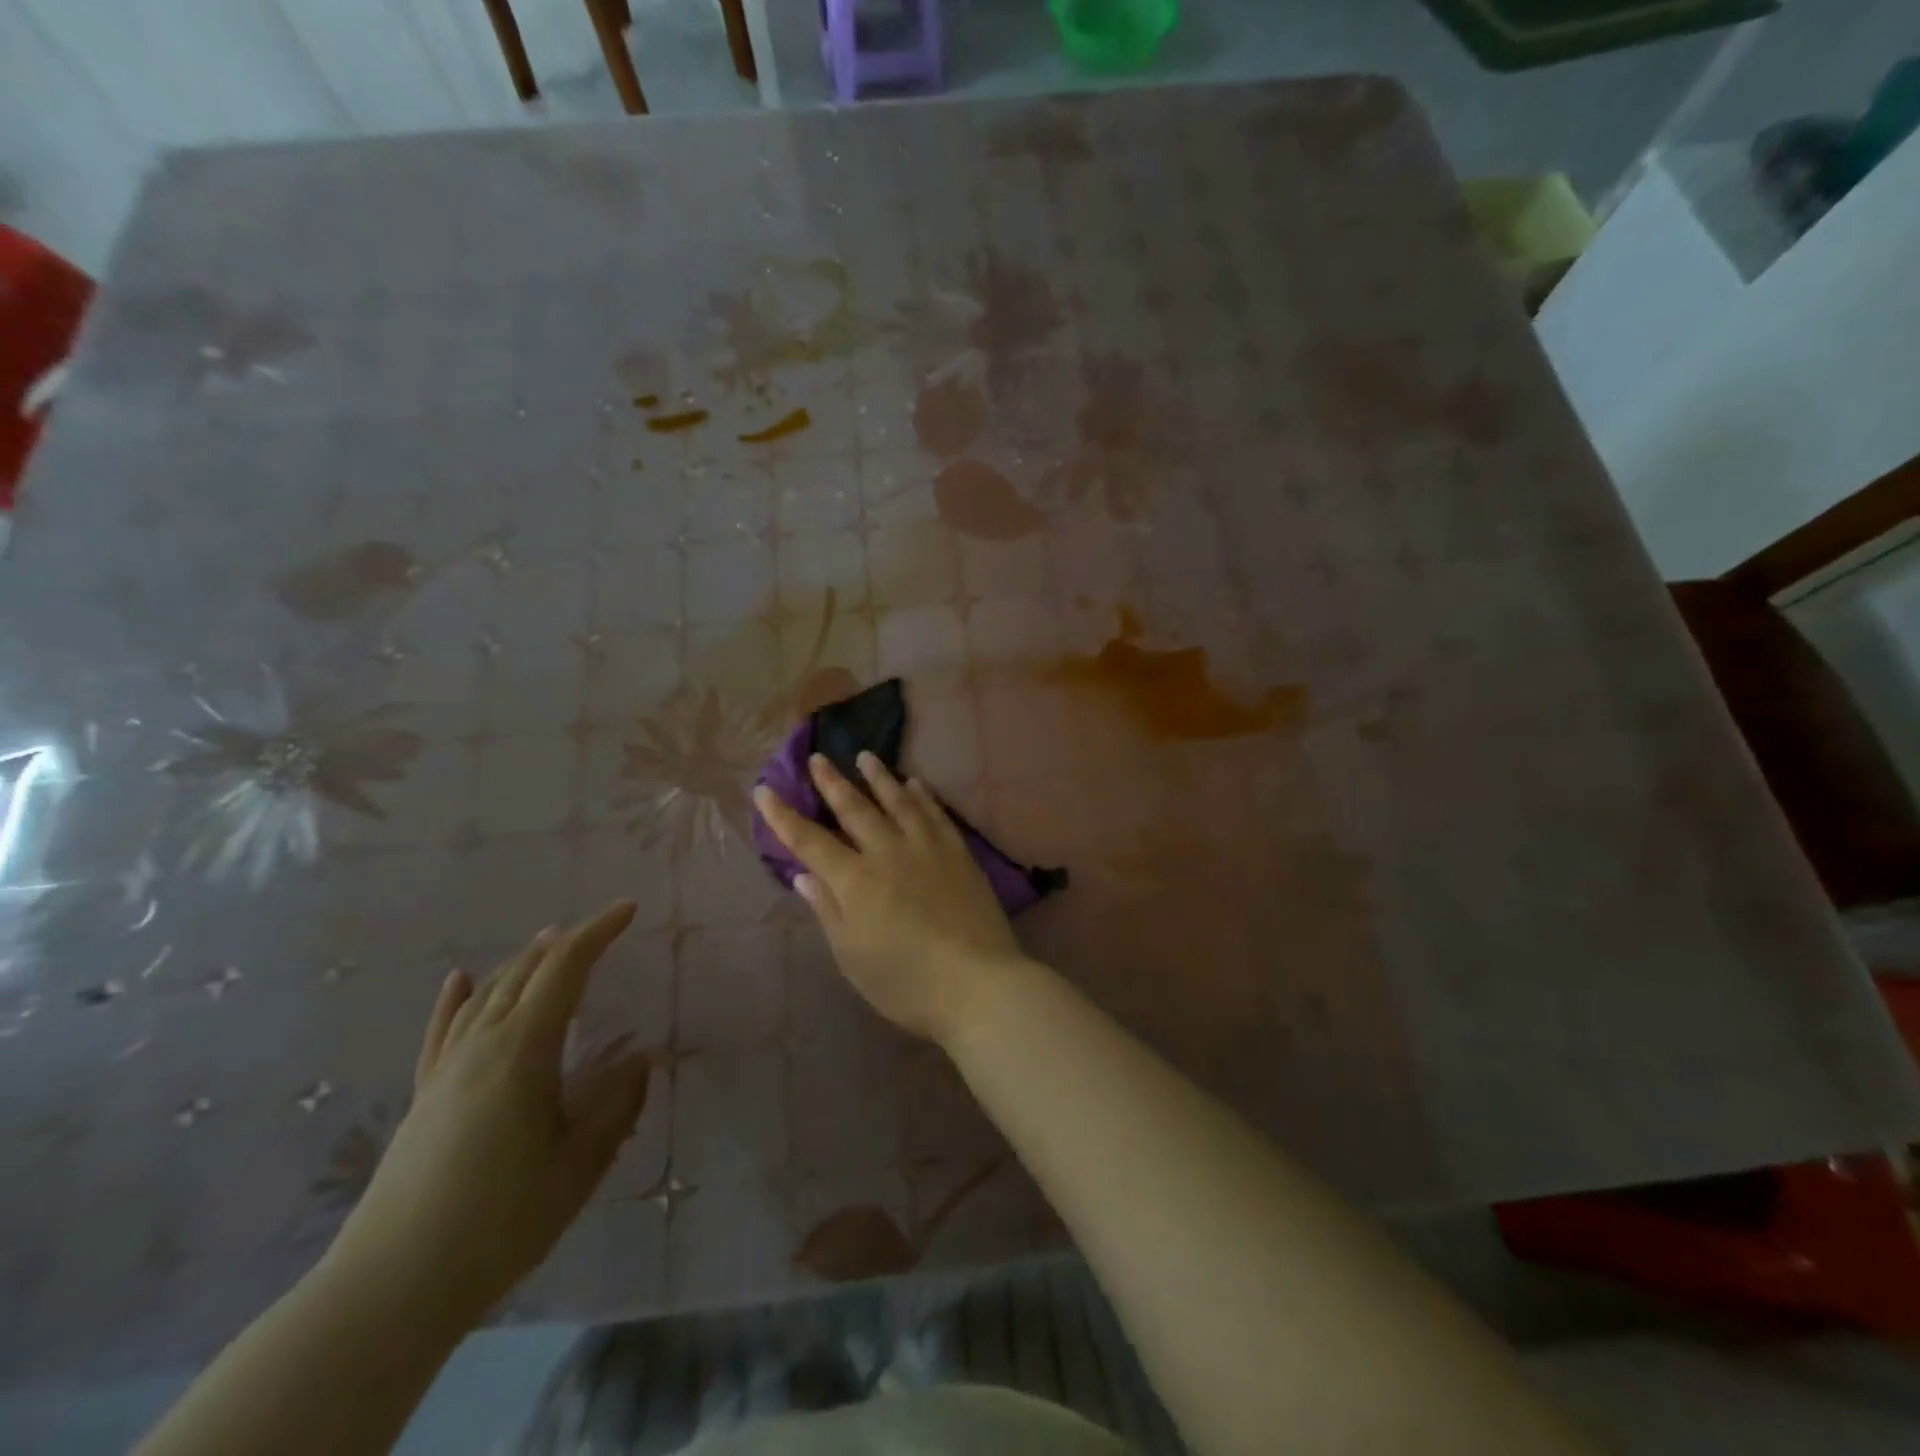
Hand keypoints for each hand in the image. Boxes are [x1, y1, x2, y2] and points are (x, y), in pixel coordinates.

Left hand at [325, 902, 650, 1328]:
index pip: (565, 969)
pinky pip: (443, 1029)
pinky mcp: (424, 1095)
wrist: (389, 1289)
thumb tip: (641, 1061)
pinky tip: (460, 979)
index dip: (598, 932)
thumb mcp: (581, 1164)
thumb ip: (617, 1105)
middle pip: (526, 972)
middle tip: (602, 928)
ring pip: (488, 993)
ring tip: (549, 942)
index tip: (629, 909)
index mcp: (524, 1050)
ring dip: (523, 962)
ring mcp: (446, 1068)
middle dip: (566, 942)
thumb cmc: (500, 1221)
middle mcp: (482, 1044)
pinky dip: (457, 997)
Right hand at [753, 752, 1028, 1043]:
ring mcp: (926, 848)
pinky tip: (916, 783)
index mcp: (855, 881)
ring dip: (878, 777)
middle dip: (832, 782)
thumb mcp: (852, 957)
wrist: (978, 983)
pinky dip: (922, 795)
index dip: (784, 816)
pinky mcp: (958, 852)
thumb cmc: (906, 982)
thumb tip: (803, 875)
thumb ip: (828, 910)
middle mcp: (888, 853)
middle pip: (854, 809)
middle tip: (818, 757)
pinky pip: (935, 813)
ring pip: (898, 801)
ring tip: (865, 756)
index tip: (764, 790)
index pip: (810, 841)